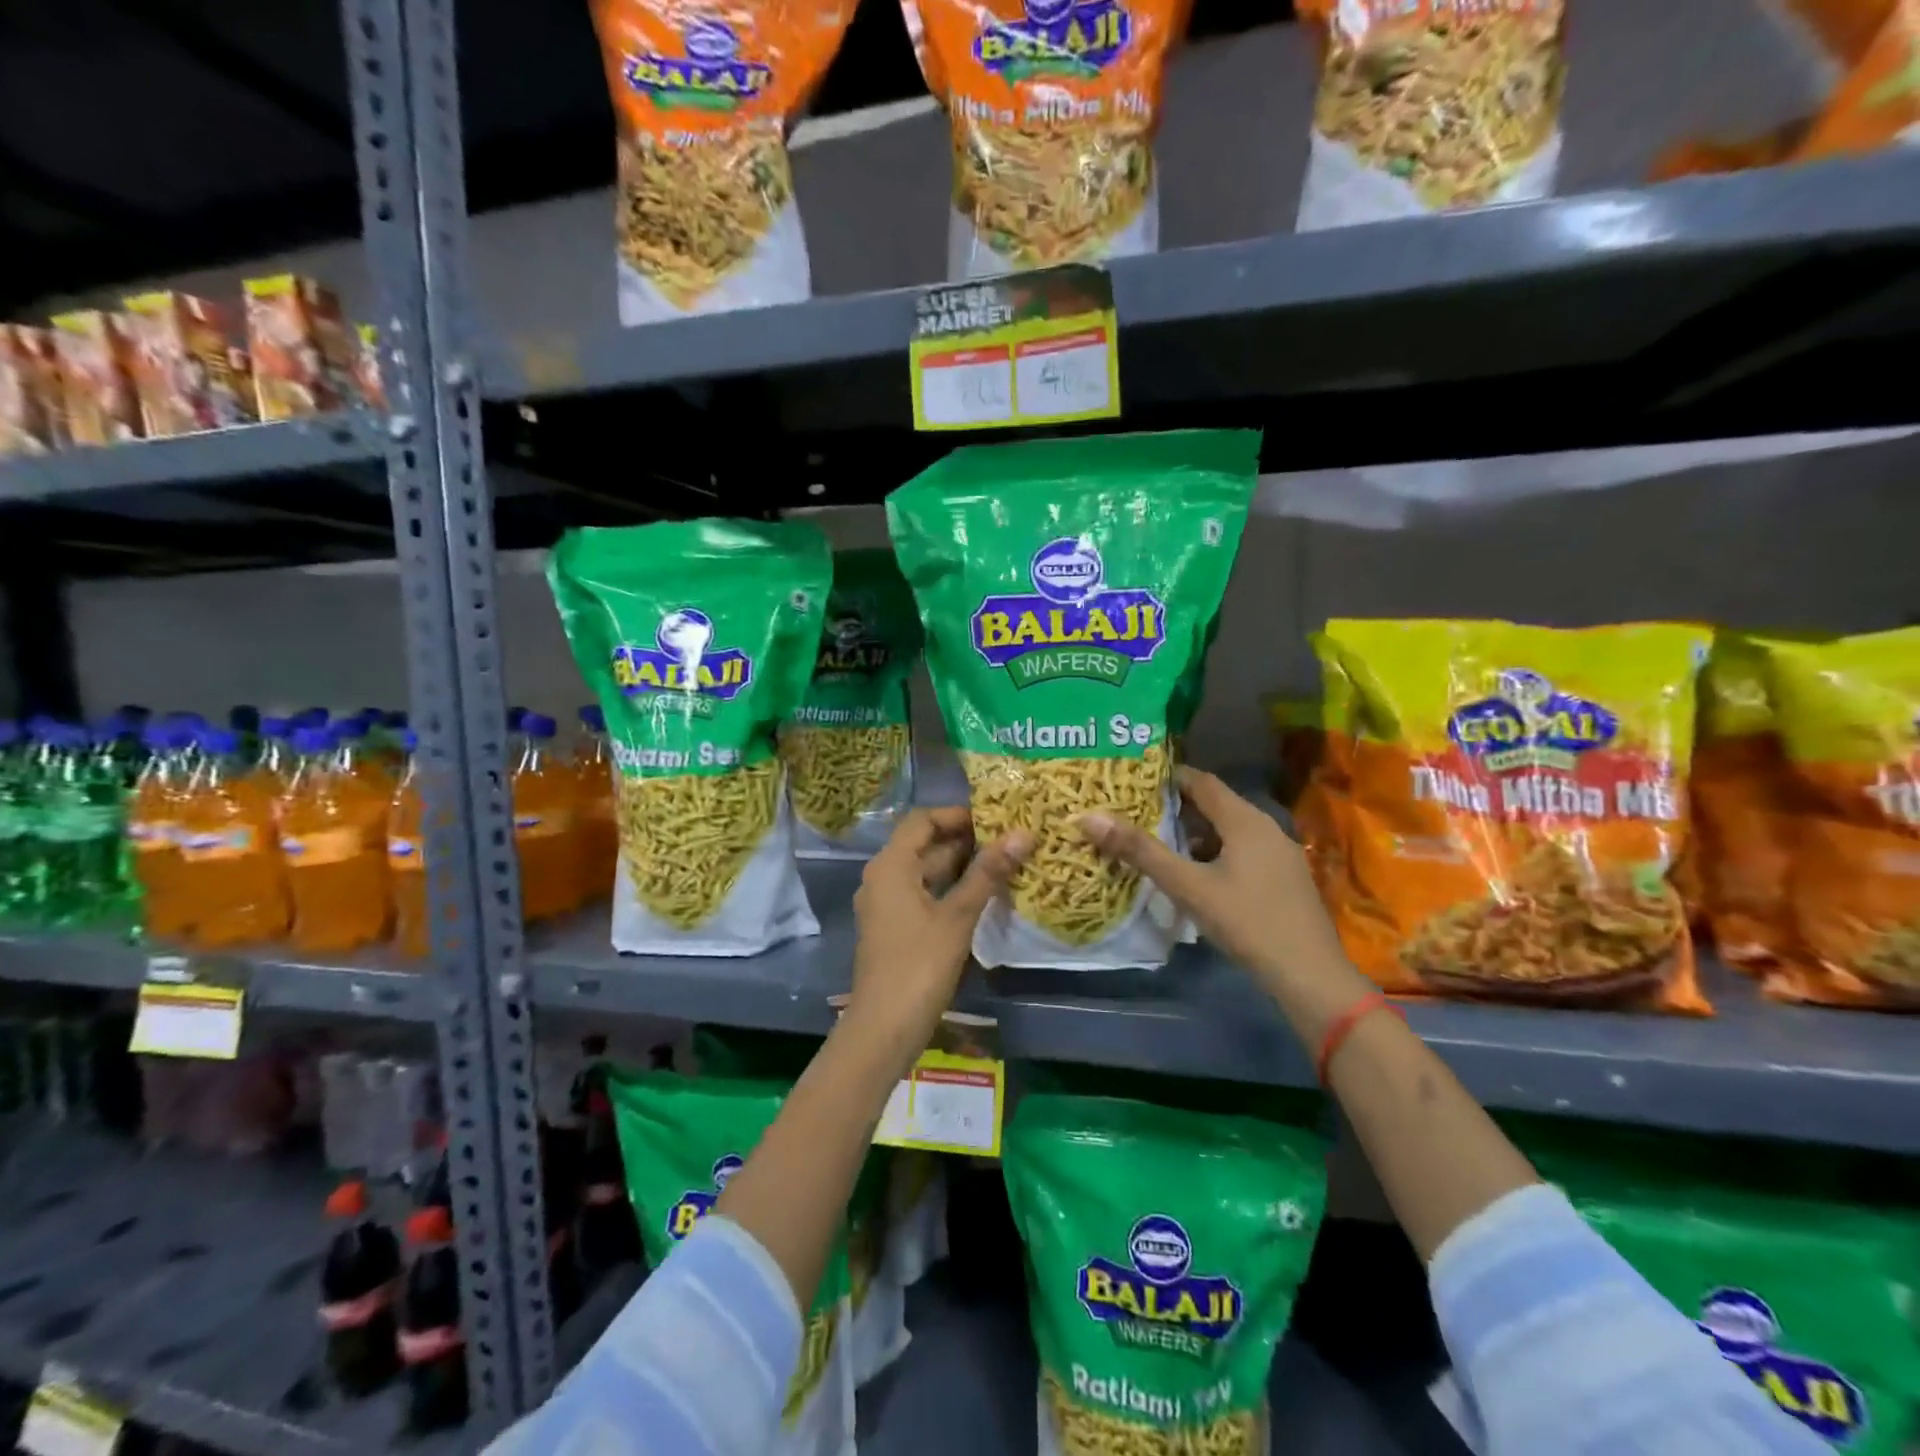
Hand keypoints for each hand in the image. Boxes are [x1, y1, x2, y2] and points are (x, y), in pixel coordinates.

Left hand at [848, 808, 1030, 1052]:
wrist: (883, 1029)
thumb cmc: (919, 966)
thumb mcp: (957, 916)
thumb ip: (988, 873)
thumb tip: (1022, 834)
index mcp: (891, 865)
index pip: (922, 820)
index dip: (957, 815)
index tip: (995, 818)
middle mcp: (883, 877)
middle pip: (923, 844)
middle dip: (965, 840)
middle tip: (1008, 839)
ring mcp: (886, 904)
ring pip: (925, 871)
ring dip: (960, 866)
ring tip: (1004, 862)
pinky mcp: (894, 928)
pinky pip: (923, 894)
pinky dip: (950, 889)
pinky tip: (983, 896)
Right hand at [1078, 767, 1353, 993]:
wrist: (1310, 976)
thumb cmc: (1247, 922)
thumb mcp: (1187, 886)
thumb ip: (1140, 851)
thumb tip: (1089, 817)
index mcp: (1245, 820)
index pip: (1201, 781)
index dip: (1168, 778)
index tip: (1133, 781)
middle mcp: (1266, 827)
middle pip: (1215, 805)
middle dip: (1176, 807)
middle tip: (1136, 812)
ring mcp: (1279, 854)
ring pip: (1229, 831)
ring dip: (1194, 833)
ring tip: (1157, 843)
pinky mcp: (1284, 879)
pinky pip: (1242, 851)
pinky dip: (1214, 852)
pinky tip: (1195, 876)